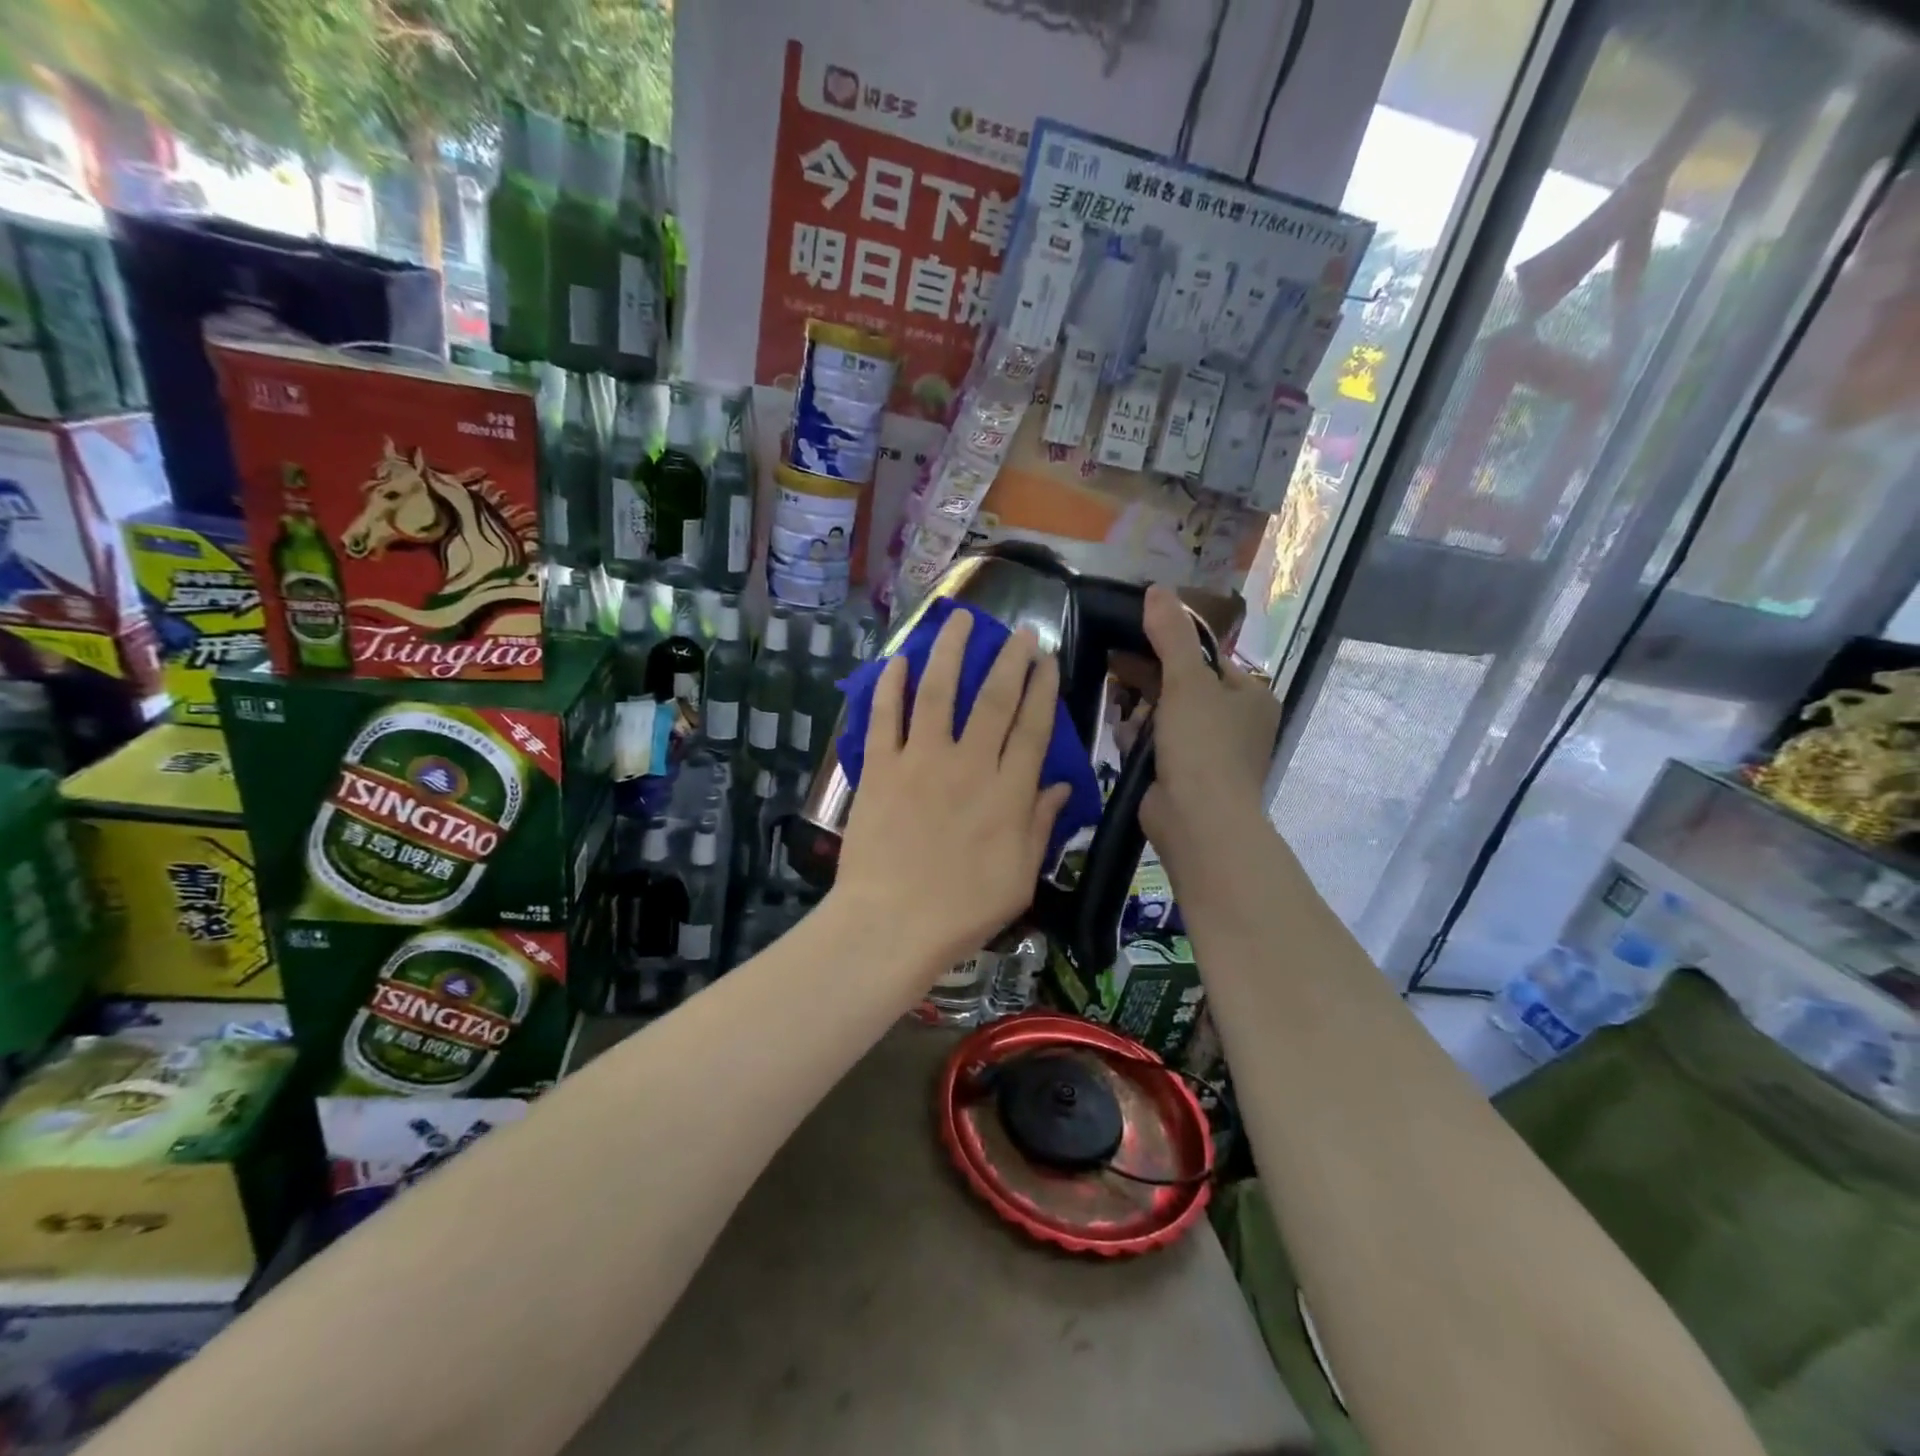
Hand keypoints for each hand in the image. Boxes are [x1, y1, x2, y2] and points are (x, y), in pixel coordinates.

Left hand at [832, 609, 1071, 972]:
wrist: (892, 924)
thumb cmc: (963, 910)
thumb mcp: (1020, 877)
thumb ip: (1041, 825)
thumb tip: (1062, 785)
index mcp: (1008, 791)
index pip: (1033, 727)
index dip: (1043, 689)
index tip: (1047, 659)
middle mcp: (969, 763)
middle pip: (993, 699)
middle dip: (1009, 660)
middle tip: (1019, 632)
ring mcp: (921, 761)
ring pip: (938, 693)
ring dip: (951, 653)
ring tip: (960, 621)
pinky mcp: (880, 769)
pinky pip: (884, 718)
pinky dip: (889, 687)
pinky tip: (898, 661)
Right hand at [1136, 584, 1280, 862]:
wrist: (1198, 821)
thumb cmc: (1203, 745)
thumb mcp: (1187, 681)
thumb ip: (1170, 635)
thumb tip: (1157, 589)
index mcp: (1249, 695)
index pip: (1206, 657)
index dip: (1170, 644)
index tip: (1134, 635)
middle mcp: (1234, 721)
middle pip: (1182, 685)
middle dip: (1148, 678)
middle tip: (1115, 666)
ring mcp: (1209, 751)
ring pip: (1165, 715)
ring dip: (1140, 709)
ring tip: (1118, 705)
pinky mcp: (1183, 774)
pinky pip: (1156, 744)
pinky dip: (1139, 738)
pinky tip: (1123, 735)